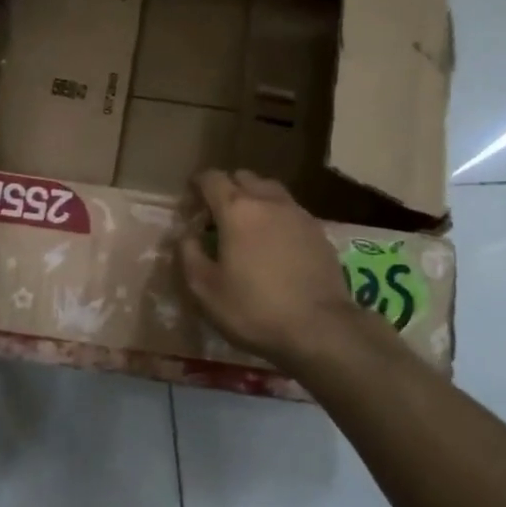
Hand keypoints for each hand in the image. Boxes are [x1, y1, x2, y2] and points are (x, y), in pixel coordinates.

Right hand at [179, 169, 356, 364]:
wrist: (320, 328)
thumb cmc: (254, 308)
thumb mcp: (205, 289)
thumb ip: (188, 254)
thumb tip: (186, 233)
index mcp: (236, 210)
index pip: (212, 179)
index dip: (197, 185)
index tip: (191, 201)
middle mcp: (268, 201)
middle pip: (244, 178)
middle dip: (227, 189)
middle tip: (217, 216)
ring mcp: (298, 214)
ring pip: (270, 190)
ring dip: (254, 199)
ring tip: (248, 226)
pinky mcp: (319, 231)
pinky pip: (290, 210)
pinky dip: (277, 216)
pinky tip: (275, 243)